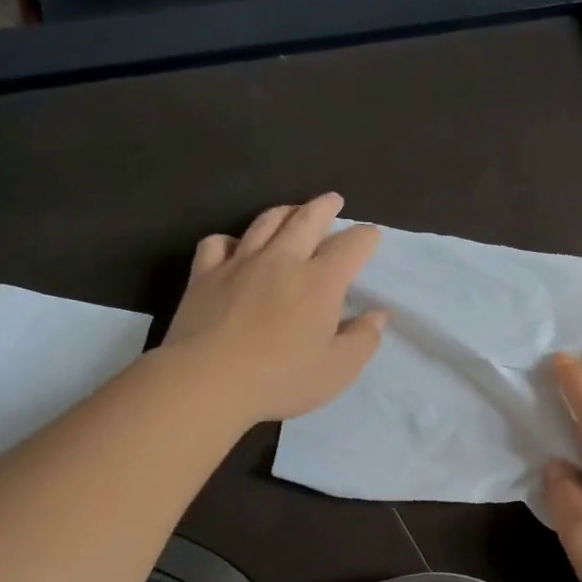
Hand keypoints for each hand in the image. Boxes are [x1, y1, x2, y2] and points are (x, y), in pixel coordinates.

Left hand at [162, 193, 387, 424]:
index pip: (351, 246)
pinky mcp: (204, 275)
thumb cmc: (281, 378)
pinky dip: (231, 240)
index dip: (366, 237)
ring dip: (284, 212)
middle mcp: (282, 260)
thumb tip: (377, 316)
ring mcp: (240, 263)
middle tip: (333, 200)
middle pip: (307, 219)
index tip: (371, 237)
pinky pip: (217, 243)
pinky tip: (235, 248)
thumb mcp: (338, 369)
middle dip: (325, 207)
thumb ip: (363, 339)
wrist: (207, 381)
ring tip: (292, 211)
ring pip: (265, 222)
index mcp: (320, 281)